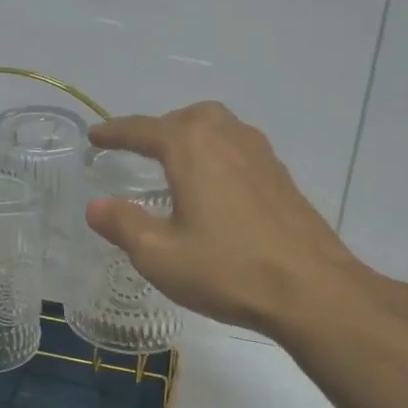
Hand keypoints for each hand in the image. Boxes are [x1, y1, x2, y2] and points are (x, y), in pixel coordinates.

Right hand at [86, 102, 362, 336]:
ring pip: (218, 128)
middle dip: (158, 129)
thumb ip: (123, 225)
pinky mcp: (281, 176)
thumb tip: (96, 206)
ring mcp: (261, 154)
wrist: (311, 289)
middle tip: (139, 151)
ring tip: (176, 164)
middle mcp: (227, 137)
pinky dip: (217, 154)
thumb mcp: (159, 255)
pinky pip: (239, 149)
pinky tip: (215, 187)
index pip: (143, 129)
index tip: (95, 136)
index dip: (115, 132)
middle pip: (186, 117)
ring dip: (192, 137)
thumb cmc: (228, 269)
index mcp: (192, 146)